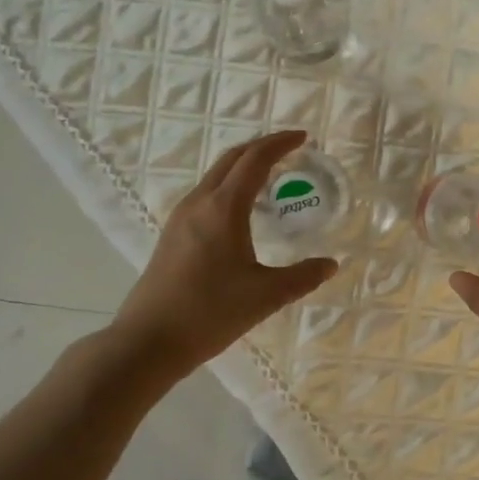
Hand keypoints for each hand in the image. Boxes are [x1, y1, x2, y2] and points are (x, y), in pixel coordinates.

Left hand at [110, 129, 337, 375]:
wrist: (148, 341)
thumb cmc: (209, 313)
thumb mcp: (265, 296)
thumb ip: (302, 277)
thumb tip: (330, 265)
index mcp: (224, 208)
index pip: (255, 160)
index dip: (280, 143)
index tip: (304, 138)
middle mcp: (199, 202)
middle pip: (232, 158)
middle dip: (262, 147)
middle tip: (290, 149)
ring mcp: (181, 217)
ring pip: (216, 175)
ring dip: (243, 166)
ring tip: (270, 177)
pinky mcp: (173, 234)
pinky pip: (206, 194)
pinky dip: (230, 186)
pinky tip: (242, 211)